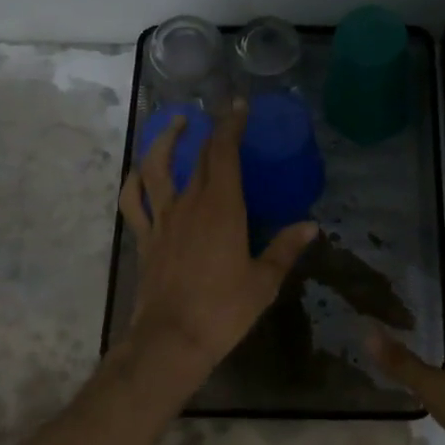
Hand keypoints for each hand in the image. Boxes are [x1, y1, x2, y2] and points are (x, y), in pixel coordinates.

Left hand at [118, 101, 317, 379]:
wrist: (172, 339)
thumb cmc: (223, 310)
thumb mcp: (264, 281)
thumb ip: (285, 249)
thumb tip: (311, 226)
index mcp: (222, 208)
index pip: (225, 153)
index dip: (231, 125)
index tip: (238, 105)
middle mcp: (189, 204)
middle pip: (198, 157)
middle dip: (211, 131)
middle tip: (222, 114)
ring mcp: (162, 220)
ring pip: (156, 168)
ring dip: (164, 141)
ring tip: (175, 124)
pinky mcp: (145, 238)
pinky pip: (133, 202)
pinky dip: (134, 182)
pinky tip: (140, 172)